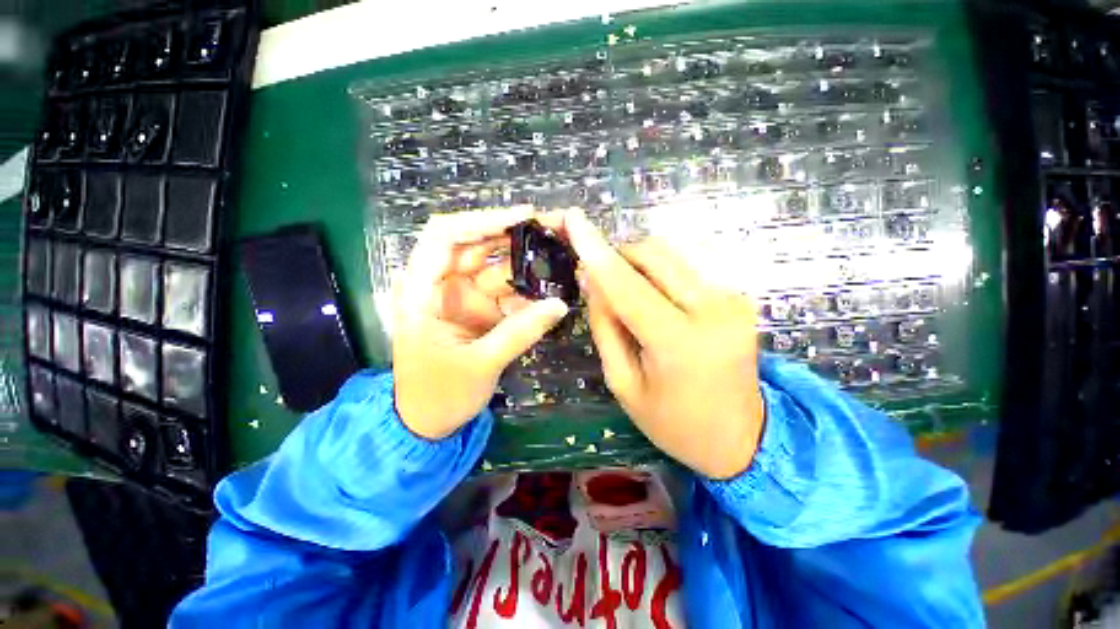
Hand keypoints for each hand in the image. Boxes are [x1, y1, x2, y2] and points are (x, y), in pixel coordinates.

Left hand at [393, 207, 569, 439]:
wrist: (428, 422)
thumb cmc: (439, 395)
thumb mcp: (479, 365)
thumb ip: (519, 333)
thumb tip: (560, 304)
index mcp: (422, 290)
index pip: (445, 236)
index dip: (483, 220)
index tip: (524, 216)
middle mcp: (442, 285)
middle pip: (478, 245)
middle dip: (515, 233)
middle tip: (556, 227)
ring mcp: (464, 298)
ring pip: (497, 266)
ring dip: (527, 258)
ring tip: (562, 249)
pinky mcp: (482, 311)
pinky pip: (508, 292)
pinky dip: (529, 287)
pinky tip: (553, 282)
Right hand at [564, 209, 765, 479]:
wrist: (742, 437)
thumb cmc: (673, 422)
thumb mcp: (623, 382)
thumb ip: (606, 326)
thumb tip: (592, 279)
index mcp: (679, 344)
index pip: (627, 285)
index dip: (596, 250)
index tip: (573, 219)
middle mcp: (713, 311)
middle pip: (653, 255)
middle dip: (618, 256)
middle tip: (600, 279)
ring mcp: (733, 299)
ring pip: (671, 253)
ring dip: (639, 262)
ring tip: (628, 292)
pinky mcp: (738, 295)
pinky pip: (687, 265)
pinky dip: (661, 271)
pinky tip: (656, 296)